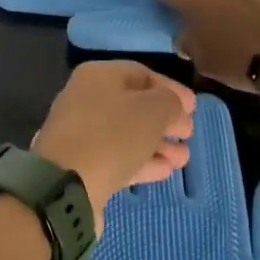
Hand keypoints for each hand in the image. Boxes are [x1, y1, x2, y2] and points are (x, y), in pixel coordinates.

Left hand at [33, 61, 195, 232]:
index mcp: (98, 76)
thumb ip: (170, 102)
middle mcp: (86, 98)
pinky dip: (142, 161)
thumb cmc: (113, 135)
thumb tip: (174, 106)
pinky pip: (117, 157)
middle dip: (165, 120)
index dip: (171, 89)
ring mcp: (81, 133)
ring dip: (158, 144)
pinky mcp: (82, 165)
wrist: (66, 185)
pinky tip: (166, 170)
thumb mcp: (153, 110)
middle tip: (188, 134)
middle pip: (134, 105)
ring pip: (127, 134)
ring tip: (183, 158)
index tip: (194, 108)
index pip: (142, 74)